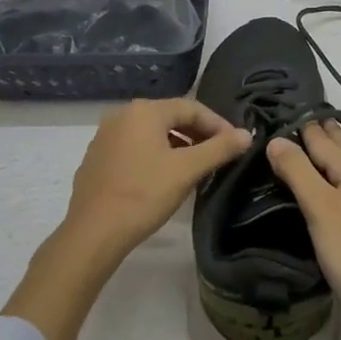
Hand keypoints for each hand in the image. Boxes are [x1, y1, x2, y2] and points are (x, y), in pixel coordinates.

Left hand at [60, 97, 252, 259]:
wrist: (93, 232)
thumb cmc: (144, 195)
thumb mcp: (187, 170)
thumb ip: (220, 149)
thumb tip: (246, 134)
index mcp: (144, 111)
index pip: (191, 107)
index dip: (217, 124)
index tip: (235, 143)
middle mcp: (122, 115)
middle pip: (170, 117)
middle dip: (198, 133)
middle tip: (219, 154)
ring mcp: (105, 136)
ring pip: (151, 133)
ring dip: (177, 145)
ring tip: (195, 167)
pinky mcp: (97, 158)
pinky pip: (134, 148)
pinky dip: (155, 155)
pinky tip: (164, 177)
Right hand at [264, 121, 340, 336]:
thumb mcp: (322, 209)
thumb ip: (299, 172)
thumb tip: (276, 140)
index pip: (324, 138)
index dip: (302, 123)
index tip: (279, 106)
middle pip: (338, 150)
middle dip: (315, 133)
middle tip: (286, 118)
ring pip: (340, 170)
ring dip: (320, 156)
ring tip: (293, 147)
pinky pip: (340, 190)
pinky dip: (324, 181)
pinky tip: (313, 189)